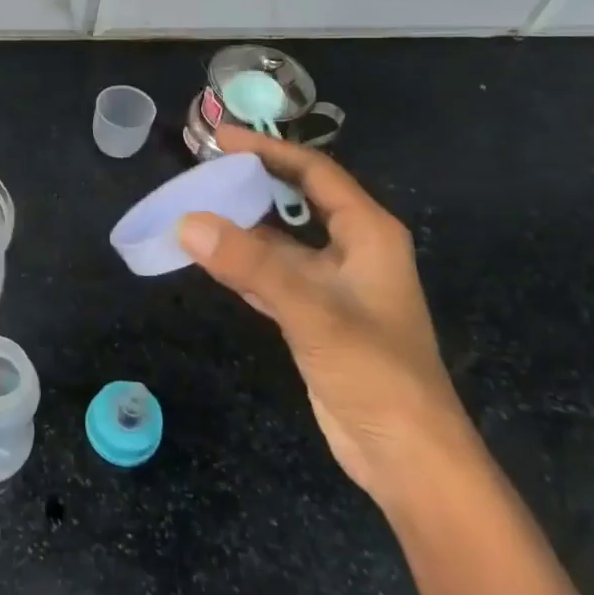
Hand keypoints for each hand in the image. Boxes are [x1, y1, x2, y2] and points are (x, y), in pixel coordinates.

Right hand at [179, 124, 472, 503]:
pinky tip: (207, 258)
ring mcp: (332, 286)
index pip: (313, 173)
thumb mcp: (312, 311)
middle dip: (251, 182)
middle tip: (200, 168)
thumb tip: (187, 222)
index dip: (268, 150)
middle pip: (295, 201)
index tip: (220, 138)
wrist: (406, 456)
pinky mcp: (314, 317)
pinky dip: (241, 265)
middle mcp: (351, 251)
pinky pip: (271, 276)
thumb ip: (250, 265)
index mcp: (368, 233)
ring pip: (279, 241)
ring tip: (193, 206)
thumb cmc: (375, 372)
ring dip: (241, 226)